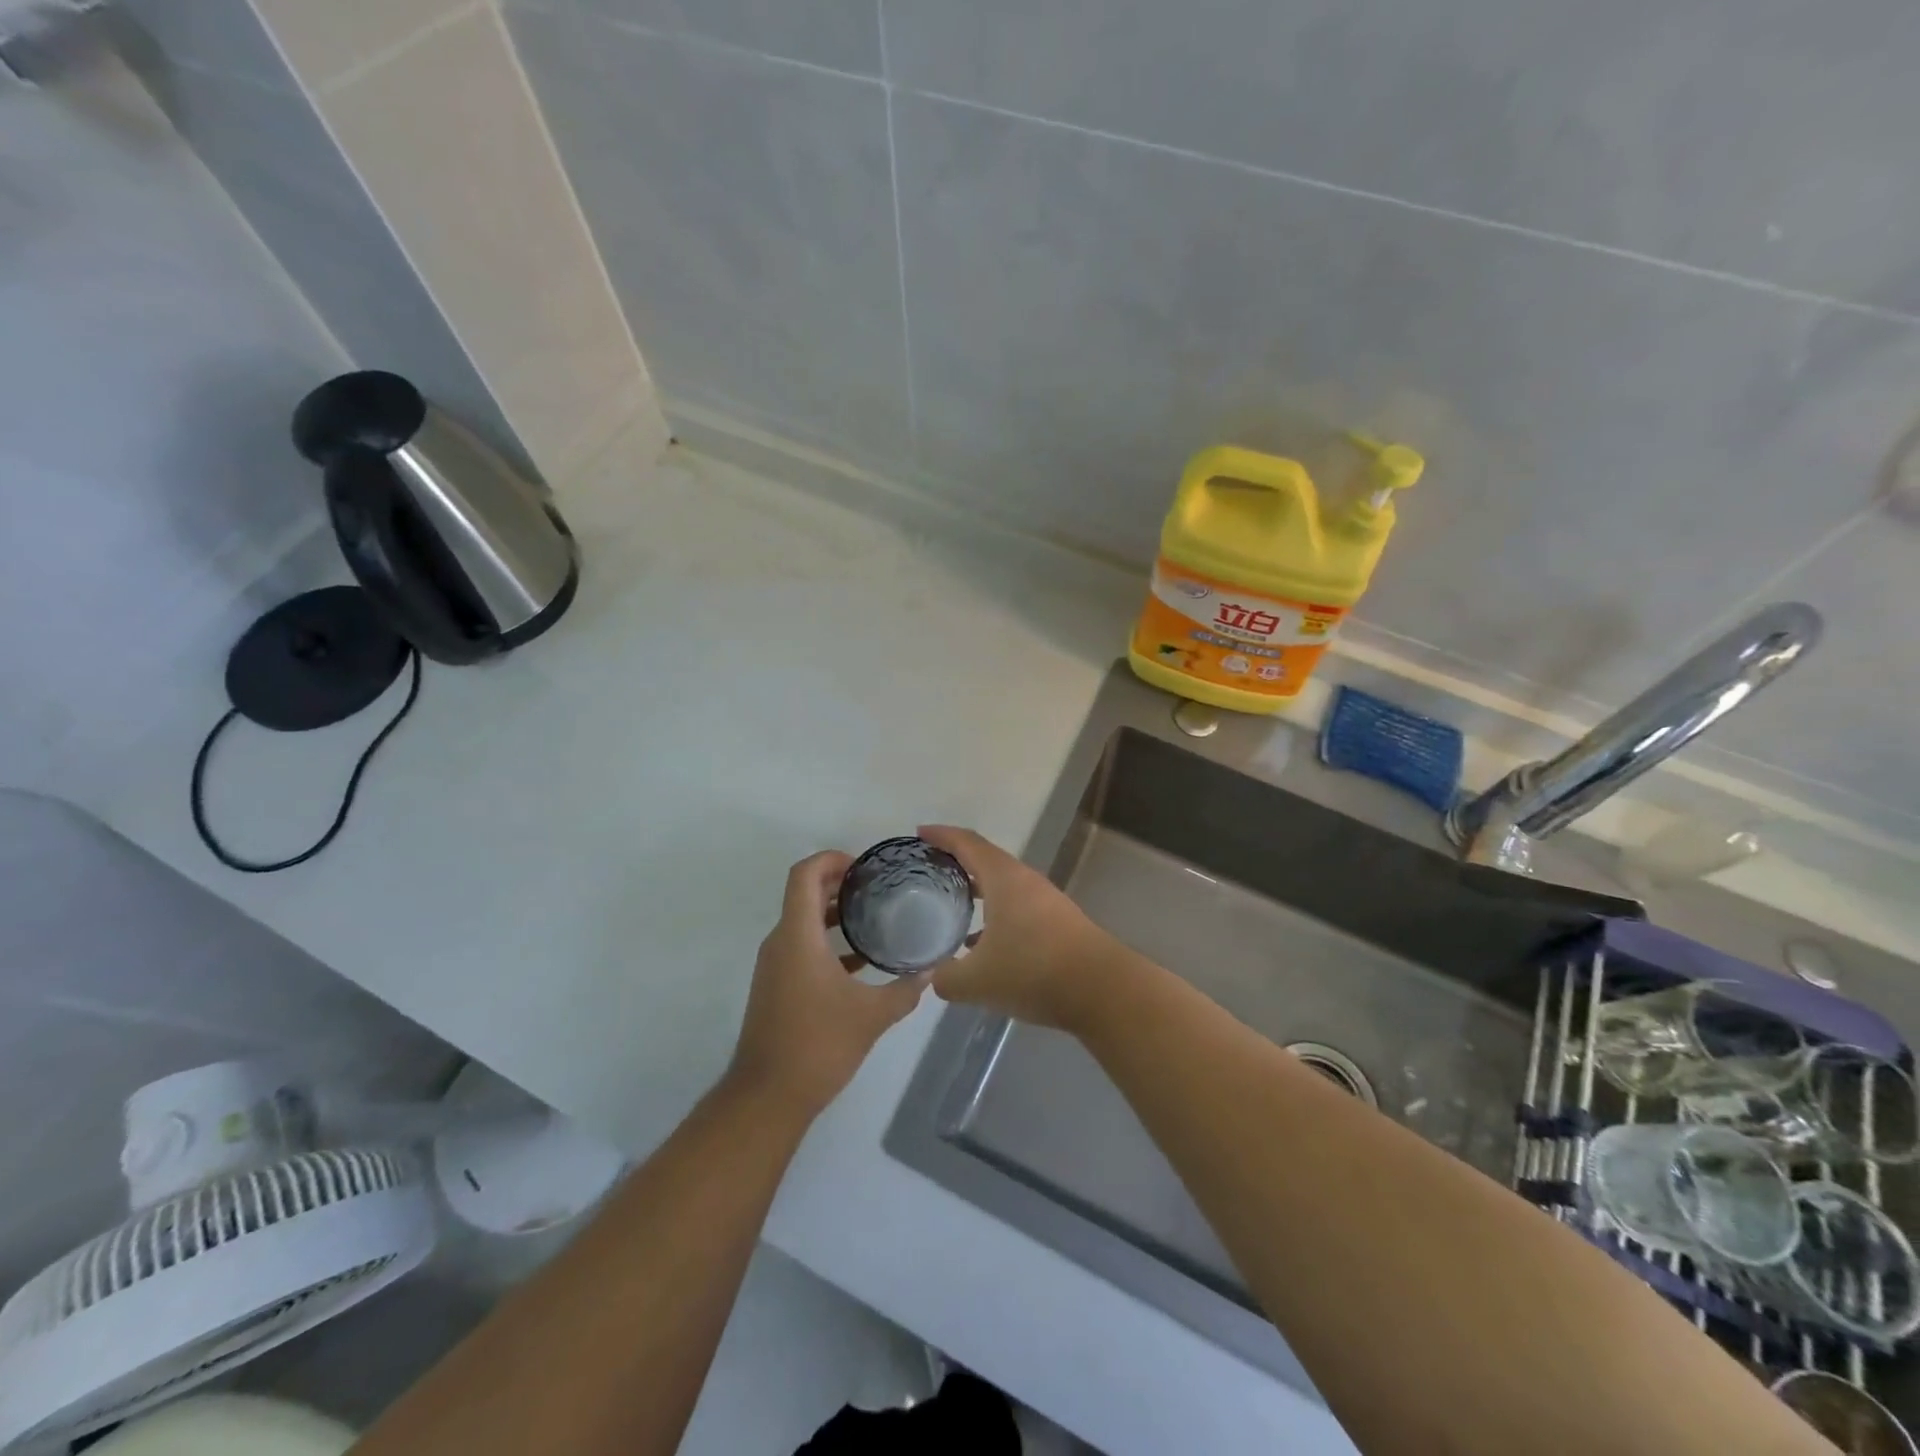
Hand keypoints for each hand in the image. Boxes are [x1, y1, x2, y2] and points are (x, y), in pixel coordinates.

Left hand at [727, 850, 929, 1117]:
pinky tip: (859, 959)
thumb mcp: (871, 1016)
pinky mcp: (775, 985)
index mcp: (798, 936)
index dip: (831, 860)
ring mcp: (774, 964)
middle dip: (838, 883)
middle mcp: (780, 942)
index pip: (805, 875)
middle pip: (804, 893)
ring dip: (833, 912)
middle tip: (877, 886)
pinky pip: (800, 945)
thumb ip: (904, 990)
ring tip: (873, 915)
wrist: (767, 1096)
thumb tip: (930, 971)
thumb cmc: (818, 1045)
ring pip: (802, 920)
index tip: (863, 867)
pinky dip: (826, 939)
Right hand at [919, 825, 1124, 1032]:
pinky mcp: (1058, 923)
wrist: (1102, 990)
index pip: (967, 843)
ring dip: (978, 889)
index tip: (919, 833)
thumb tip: (935, 976)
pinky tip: (983, 943)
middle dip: (957, 861)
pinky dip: (995, 913)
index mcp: (1003, 878)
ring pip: (1004, 885)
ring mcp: (1045, 901)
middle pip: (986, 860)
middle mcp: (1025, 881)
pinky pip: (1017, 906)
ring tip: (951, 903)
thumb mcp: (976, 981)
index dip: (942, 835)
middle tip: (930, 869)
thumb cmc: (1033, 972)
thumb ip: (947, 978)